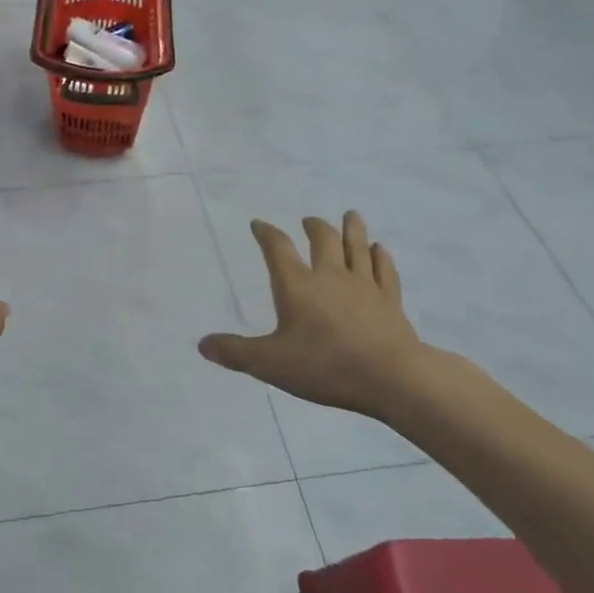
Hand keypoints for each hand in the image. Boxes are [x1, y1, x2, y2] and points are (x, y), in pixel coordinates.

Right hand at [199, 213, 428, 415]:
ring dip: (352, 229)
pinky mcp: (390, 299)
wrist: (390, 377)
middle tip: (309, 220)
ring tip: (350, 215)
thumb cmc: (324, 366)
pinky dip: (381, 256)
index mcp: (297, 286)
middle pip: (323, 240)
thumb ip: (235, 352)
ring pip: (357, 247)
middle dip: (314, 227)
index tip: (259, 224)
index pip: (278, 249)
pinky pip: (385, 270)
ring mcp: (364, 285)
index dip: (267, 234)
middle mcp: (330, 276)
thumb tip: (202, 344)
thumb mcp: (269, 364)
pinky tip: (380, 249)